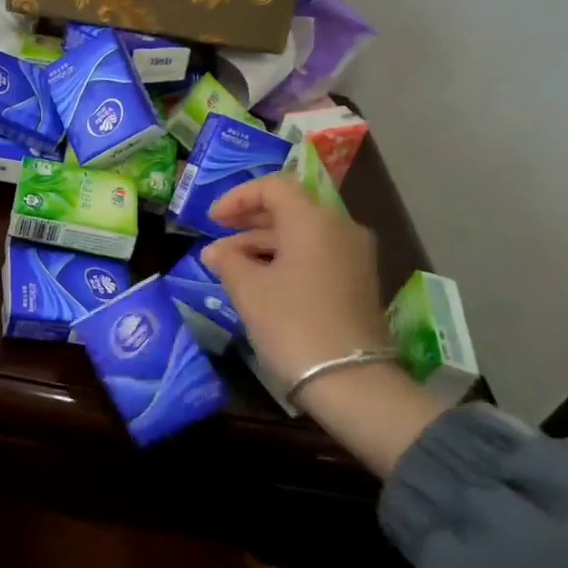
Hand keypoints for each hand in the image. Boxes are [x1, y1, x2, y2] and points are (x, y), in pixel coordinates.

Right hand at [201, 175, 390, 379]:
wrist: (350, 380)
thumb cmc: (292, 323)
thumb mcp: (249, 289)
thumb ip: (228, 260)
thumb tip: (215, 251)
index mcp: (314, 220)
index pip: (274, 187)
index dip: (238, 197)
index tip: (211, 219)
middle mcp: (340, 228)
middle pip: (290, 208)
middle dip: (249, 220)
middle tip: (217, 235)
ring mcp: (353, 256)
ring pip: (302, 234)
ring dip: (264, 242)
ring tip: (229, 264)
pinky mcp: (357, 281)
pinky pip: (315, 254)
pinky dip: (285, 258)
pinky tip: (259, 280)